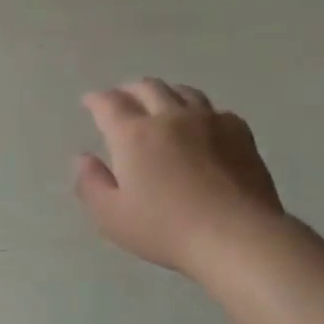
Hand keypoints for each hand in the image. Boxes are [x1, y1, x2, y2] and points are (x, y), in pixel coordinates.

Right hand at [74, 79, 284, 275]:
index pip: (109, 103)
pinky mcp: (239, 132)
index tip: (89, 102)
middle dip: (129, 90)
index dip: (96, 100)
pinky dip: (198, 111)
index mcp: (134, 135)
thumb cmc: (165, 229)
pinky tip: (201, 125)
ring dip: (164, 93)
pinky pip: (214, 109)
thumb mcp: (112, 216)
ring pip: (182, 92)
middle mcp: (170, 117)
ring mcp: (208, 121)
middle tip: (122, 99)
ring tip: (160, 103)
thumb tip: (84, 158)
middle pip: (147, 88)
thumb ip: (91, 184)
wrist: (236, 235)